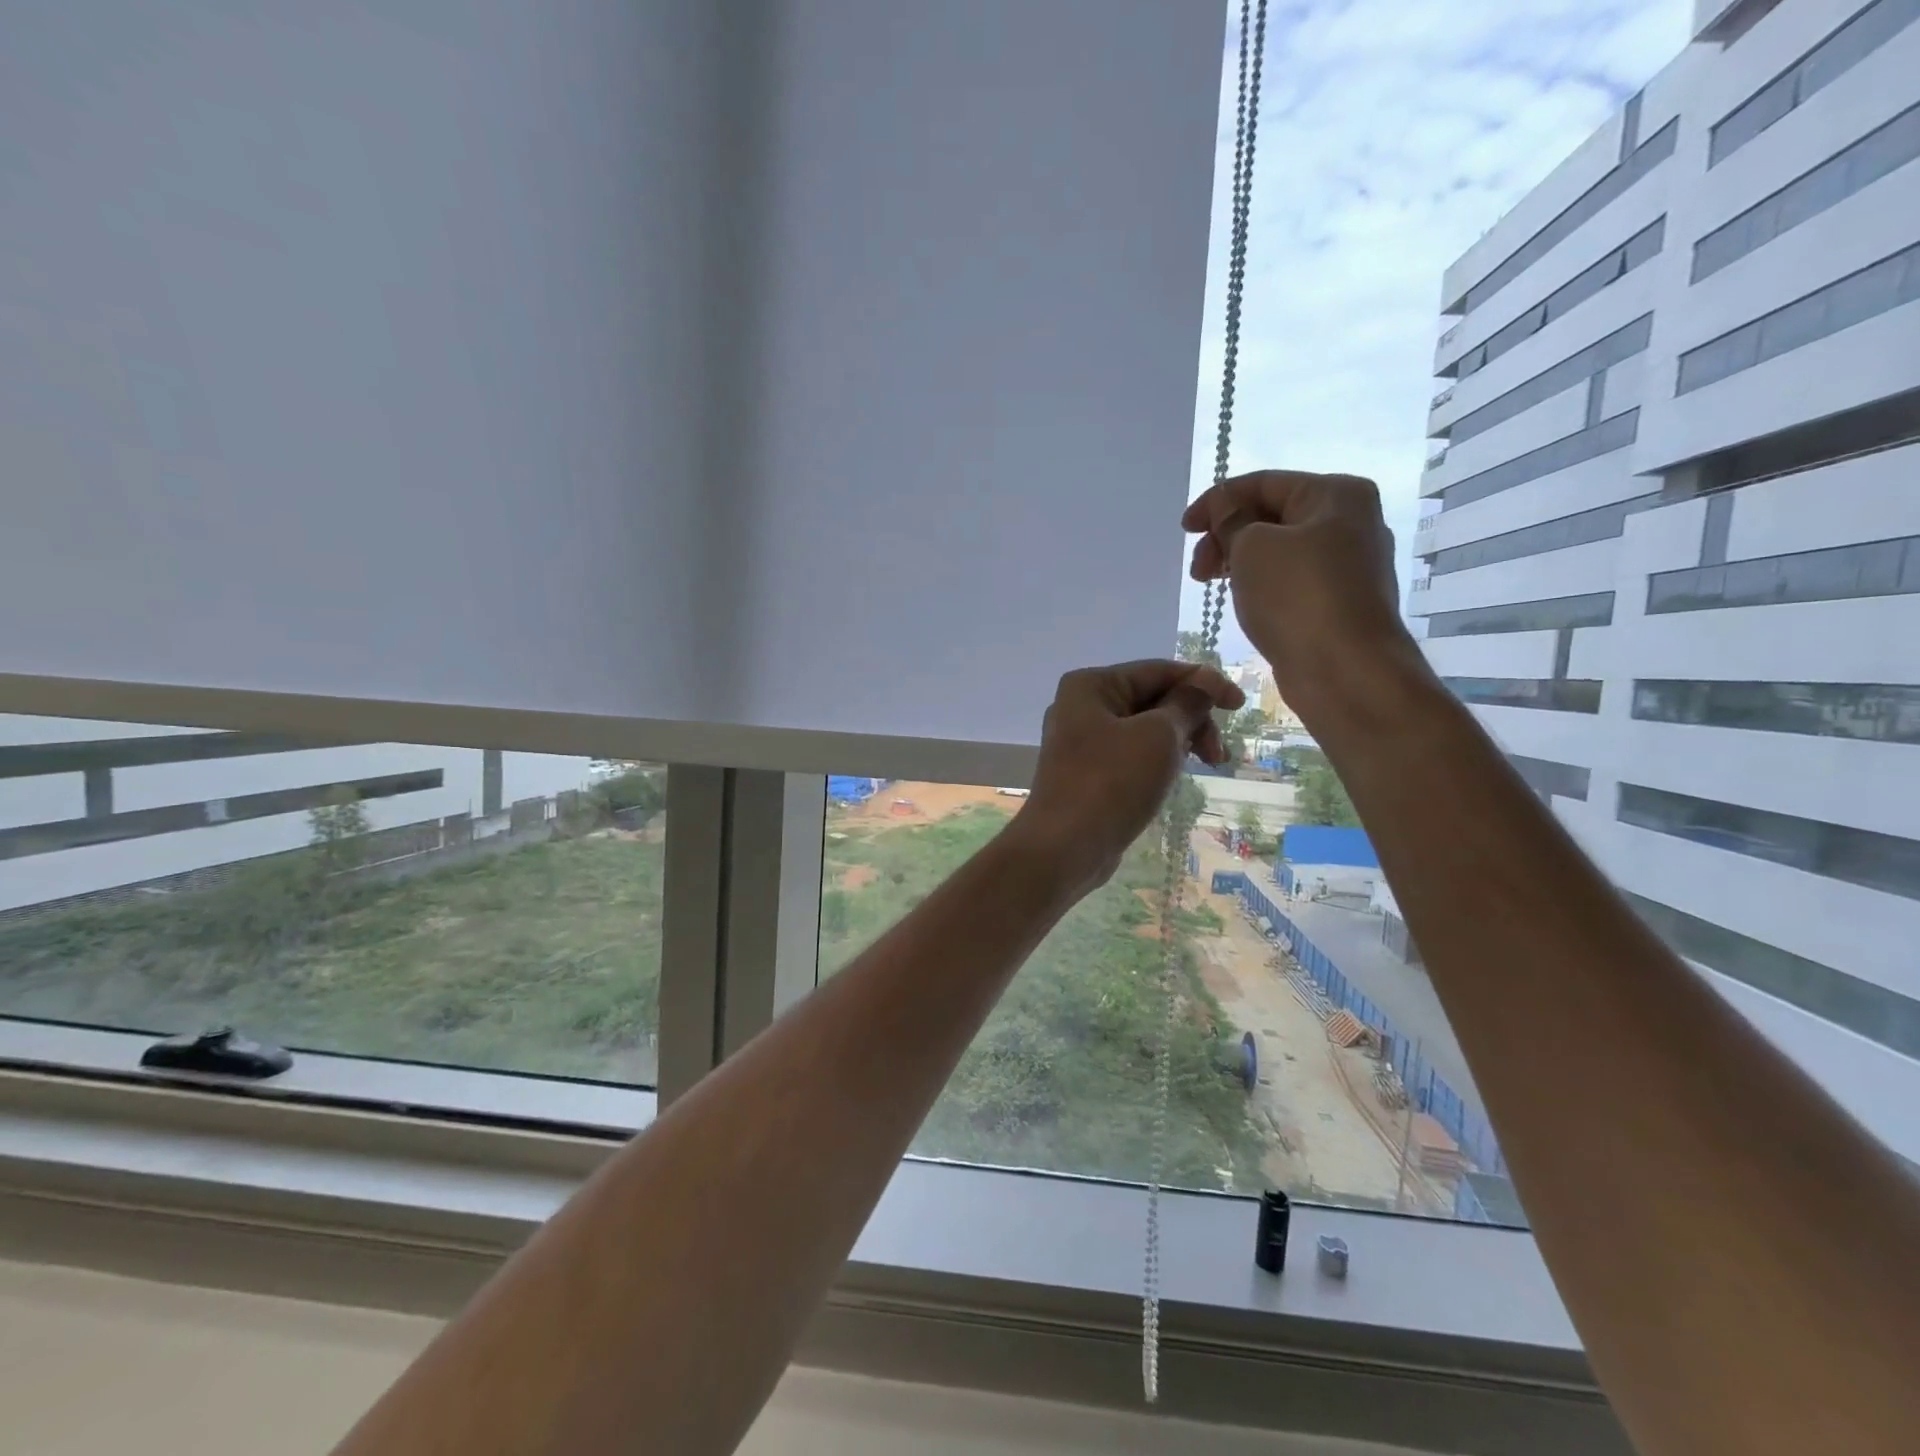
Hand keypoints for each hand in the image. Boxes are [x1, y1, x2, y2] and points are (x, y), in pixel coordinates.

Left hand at [1011, 660, 1243, 894]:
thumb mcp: (1159, 736)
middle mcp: (1081, 707)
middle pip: (1152, 699)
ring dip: (1178, 742)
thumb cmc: (1112, 781)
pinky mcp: (1087, 773)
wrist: (1065, 846)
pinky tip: (1171, 779)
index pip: (1158, 670)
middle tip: (1218, 755)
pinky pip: (1131, 755)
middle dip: (1192, 720)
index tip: (1240, 707)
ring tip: (1202, 768)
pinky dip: (1157, 761)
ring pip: (1144, 730)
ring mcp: (1081, 742)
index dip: (1204, 683)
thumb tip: (1205, 680)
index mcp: (1091, 685)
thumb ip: (1187, 703)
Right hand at [1183, 470, 1427, 726]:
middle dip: (1227, 536)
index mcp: (1336, 494)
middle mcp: (1351, 522)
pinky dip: (1261, 585)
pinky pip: (1291, 582)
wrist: (1346, 670)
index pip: (1264, 483)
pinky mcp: (1340, 603)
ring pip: (1280, 551)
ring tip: (1215, 587)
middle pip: (1272, 516)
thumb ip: (1231, 520)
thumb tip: (1226, 509)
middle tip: (1198, 571)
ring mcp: (1349, 565)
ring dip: (1240, 563)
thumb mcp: (1252, 546)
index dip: (1217, 501)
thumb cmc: (1298, 596)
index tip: (1184, 530)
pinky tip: (1244, 603)